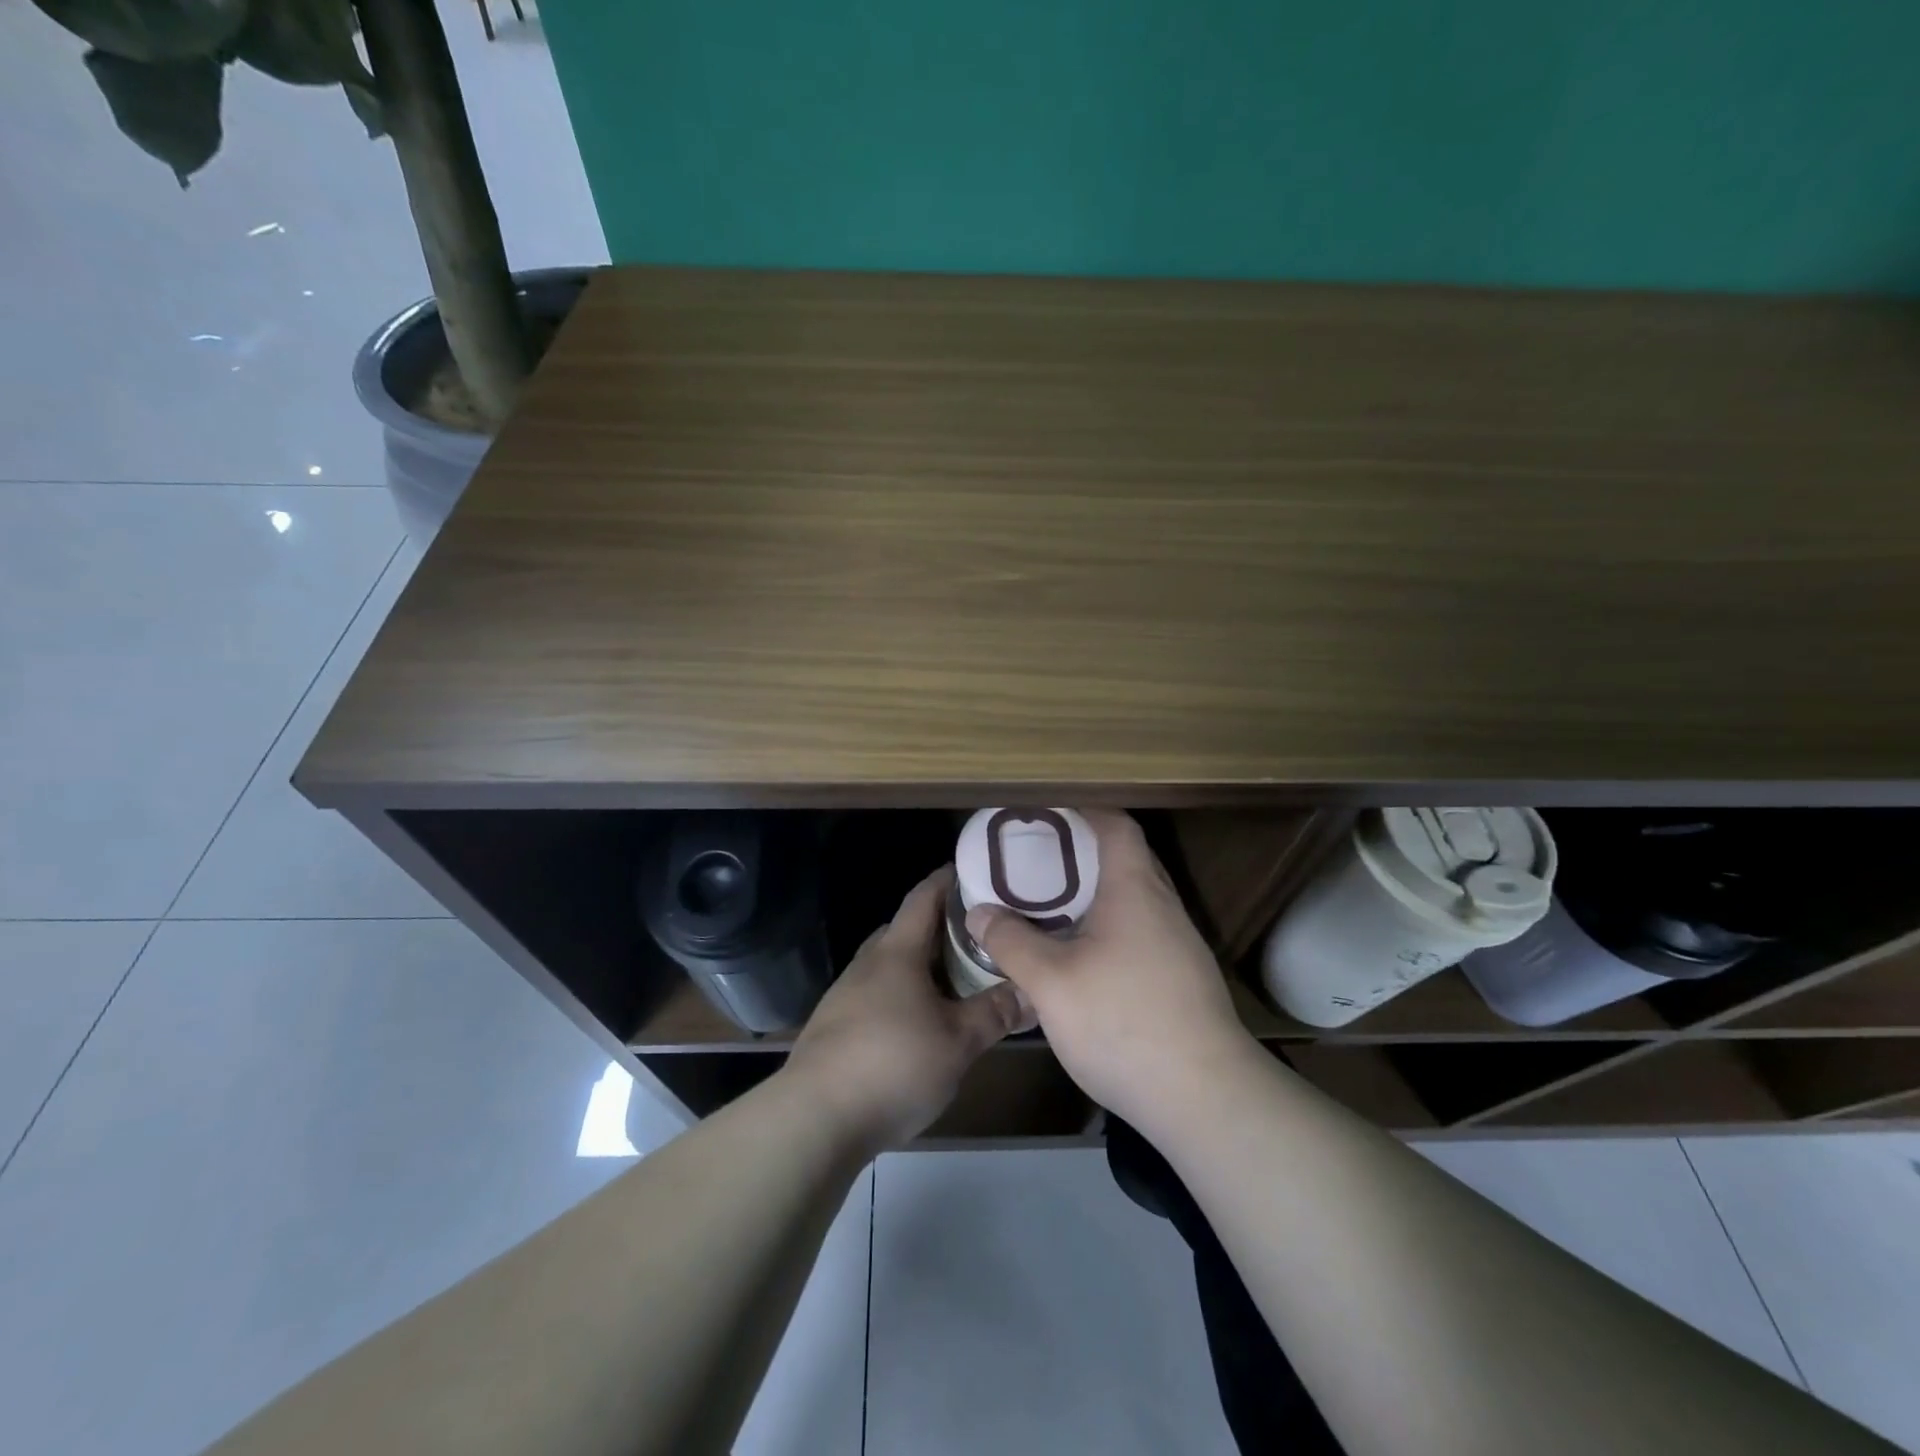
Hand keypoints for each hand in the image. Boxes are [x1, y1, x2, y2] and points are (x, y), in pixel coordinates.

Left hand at [784, 865, 1034, 1151]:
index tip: (975, 871)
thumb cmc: (893, 1065)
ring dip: (921, 966)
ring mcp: (845, 995)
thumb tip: (1032, 991)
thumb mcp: (958, 1042)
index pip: (923, 897)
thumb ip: (995, 1013)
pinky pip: (877, 995)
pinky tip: (920, 1023)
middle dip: (940, 927)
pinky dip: (903, 995)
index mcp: (897, 952)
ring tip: (956, 981)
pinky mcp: (834, 1027)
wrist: (814, 1118)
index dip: (948, 880)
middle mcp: (868, 964)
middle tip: (979, 936)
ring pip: (890, 965)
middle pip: (905, 930)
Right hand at [965, 810, 1254, 1131]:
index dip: (1084, 810)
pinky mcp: (1185, 978)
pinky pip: (1143, 931)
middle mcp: (1163, 906)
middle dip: (1083, 852)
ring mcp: (1180, 944)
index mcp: (1134, 889)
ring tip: (1053, 907)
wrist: (1204, 1096)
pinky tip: (1084, 958)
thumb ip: (1011, 942)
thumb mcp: (1050, 982)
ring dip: (1097, 894)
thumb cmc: (1122, 1021)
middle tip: (1039, 860)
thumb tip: (980, 911)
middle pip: (1127, 858)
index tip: (1048, 811)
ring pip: (1136, 899)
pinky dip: (1112, 927)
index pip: (1116, 825)